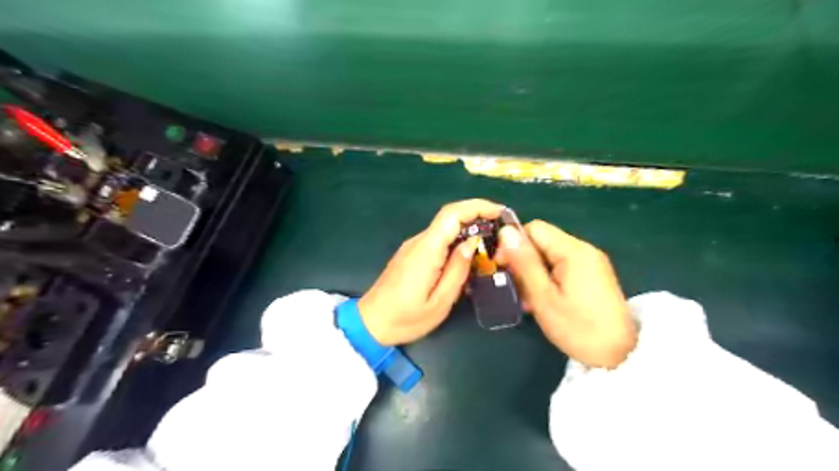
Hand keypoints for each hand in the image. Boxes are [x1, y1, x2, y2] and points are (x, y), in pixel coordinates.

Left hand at [357, 198, 499, 345]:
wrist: (370, 323)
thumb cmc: (405, 318)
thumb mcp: (439, 302)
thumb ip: (457, 271)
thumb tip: (471, 244)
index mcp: (426, 250)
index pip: (452, 214)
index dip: (477, 206)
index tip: (499, 212)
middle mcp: (419, 241)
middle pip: (449, 217)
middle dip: (477, 216)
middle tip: (501, 229)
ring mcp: (413, 246)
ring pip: (444, 228)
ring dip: (468, 228)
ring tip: (490, 243)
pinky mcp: (411, 253)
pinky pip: (437, 240)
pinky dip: (456, 240)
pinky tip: (468, 255)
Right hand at [497, 221, 636, 366]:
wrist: (622, 356)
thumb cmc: (578, 328)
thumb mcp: (544, 297)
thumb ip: (524, 262)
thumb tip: (506, 232)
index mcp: (573, 251)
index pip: (534, 229)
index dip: (513, 243)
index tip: (502, 267)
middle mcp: (584, 250)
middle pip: (543, 241)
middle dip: (524, 261)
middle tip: (515, 288)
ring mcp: (591, 262)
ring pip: (550, 255)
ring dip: (534, 272)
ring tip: (528, 299)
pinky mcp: (593, 275)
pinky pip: (562, 266)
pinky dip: (548, 278)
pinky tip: (544, 300)